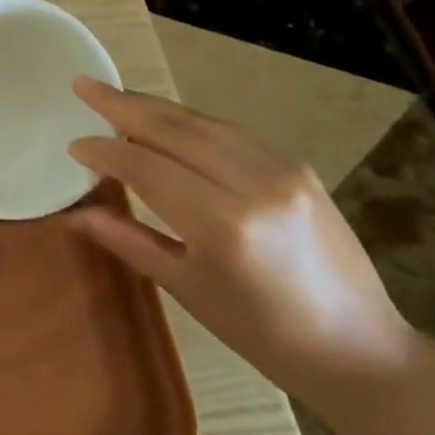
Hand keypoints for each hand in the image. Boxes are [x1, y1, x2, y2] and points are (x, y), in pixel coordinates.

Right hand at [66, 78, 418, 405]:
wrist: (361, 350)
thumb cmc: (264, 334)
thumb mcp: (187, 289)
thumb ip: (128, 240)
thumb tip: (74, 214)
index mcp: (222, 224)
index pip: (145, 166)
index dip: (104, 151)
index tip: (74, 144)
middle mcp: (252, 183)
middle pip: (172, 128)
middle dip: (121, 104)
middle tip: (83, 85)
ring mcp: (281, 169)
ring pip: (200, 121)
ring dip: (153, 106)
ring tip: (114, 96)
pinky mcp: (297, 166)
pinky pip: (229, 131)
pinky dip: (189, 121)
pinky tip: (166, 120)